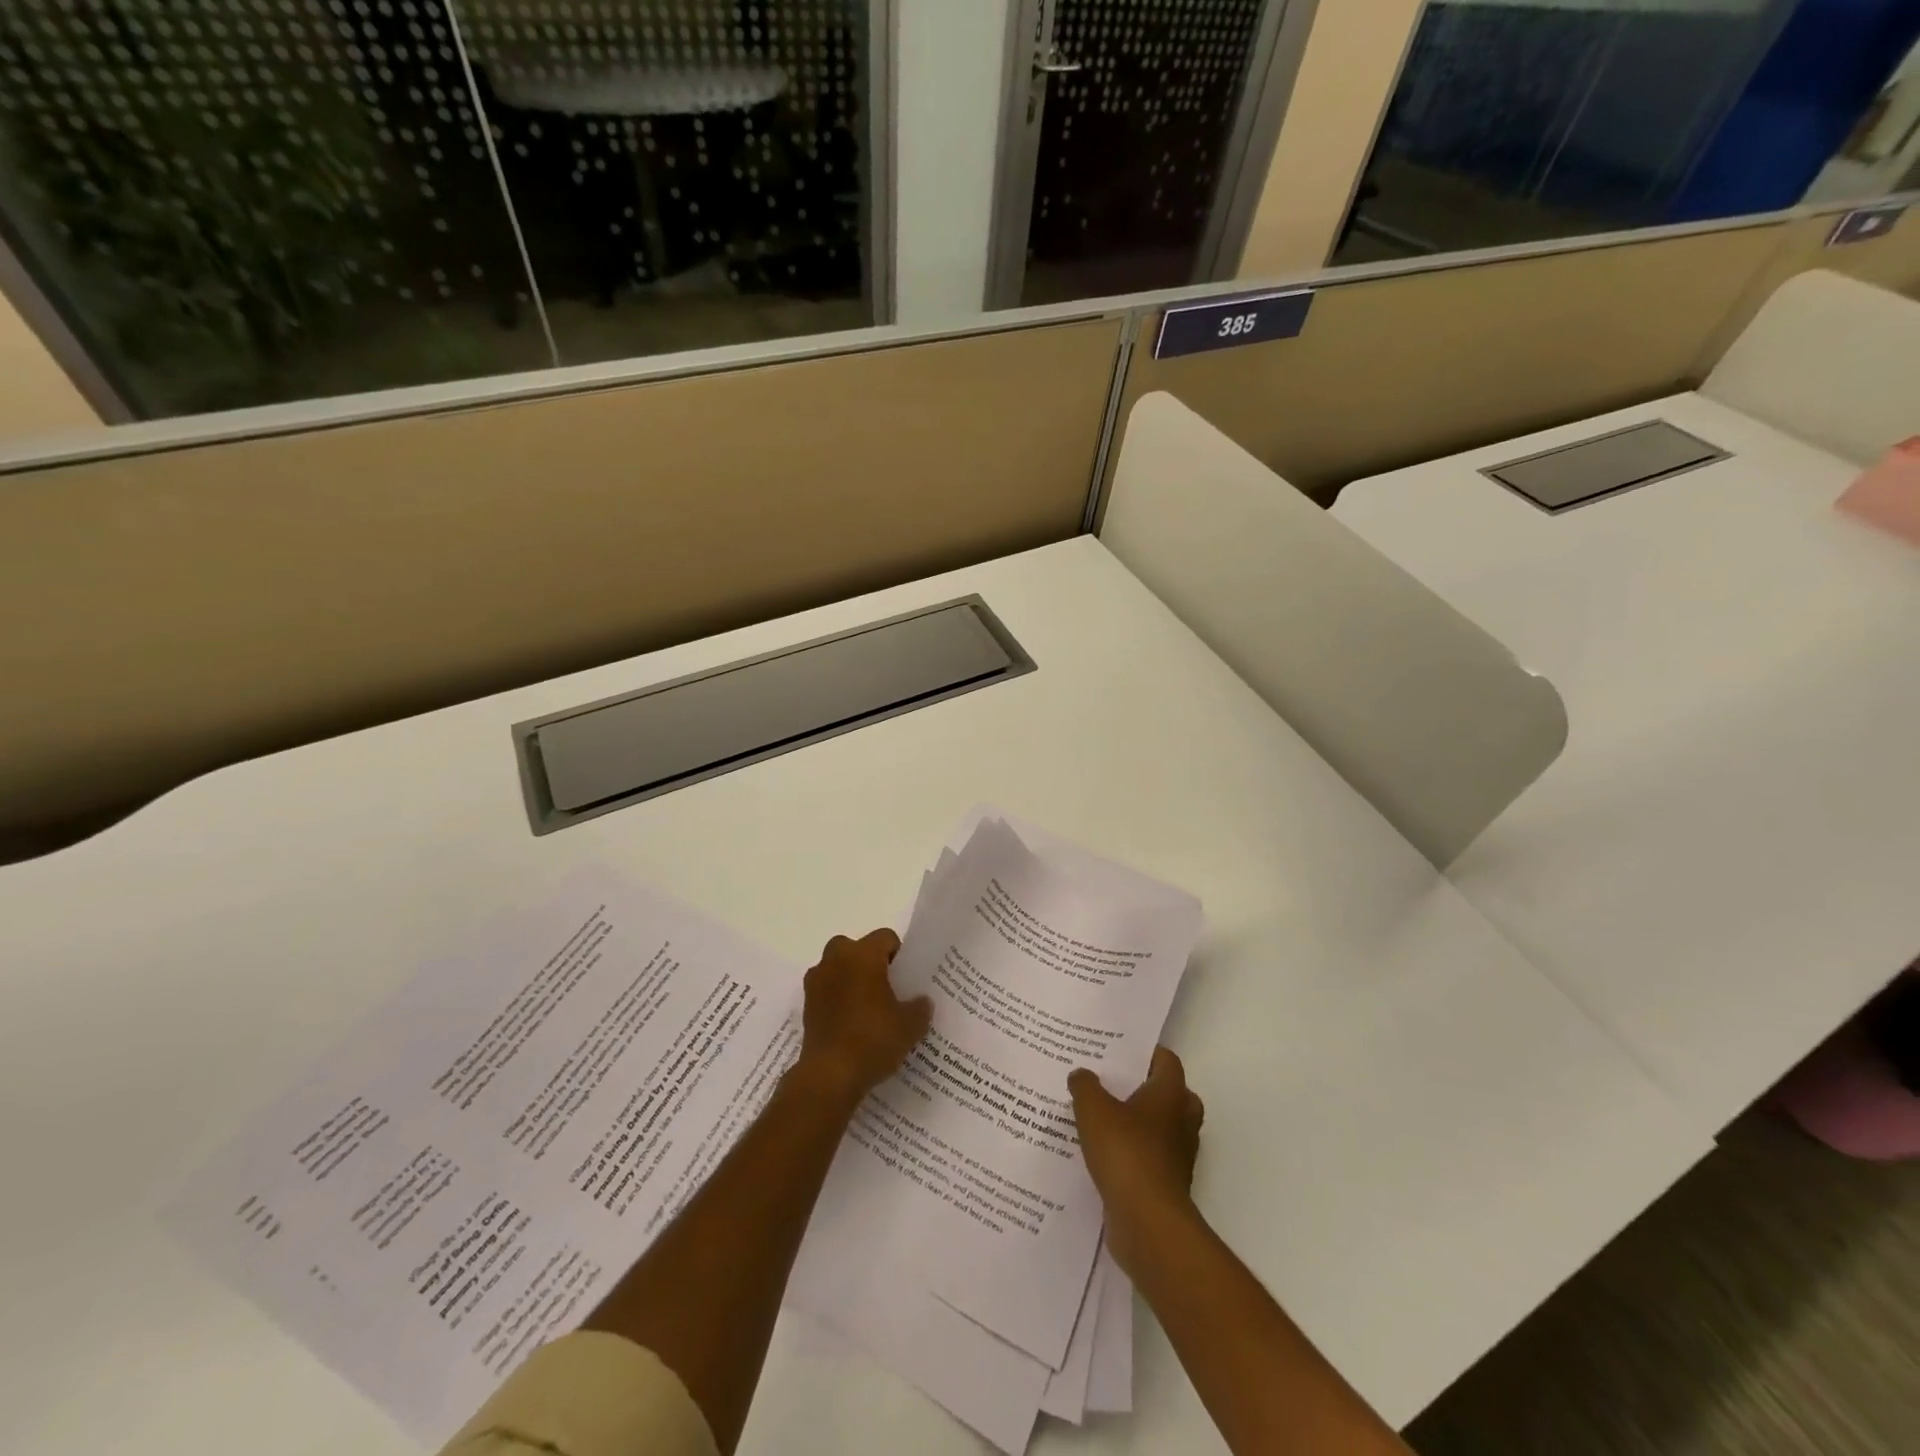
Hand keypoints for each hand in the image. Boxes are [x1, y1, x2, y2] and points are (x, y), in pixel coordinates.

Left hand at [794, 929, 931, 1108]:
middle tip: (886, 989)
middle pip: (857, 948)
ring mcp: (816, 980)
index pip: (886, 937)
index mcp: (863, 954)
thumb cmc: (873, 1039)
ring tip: (868, 1008)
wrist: (829, 1075)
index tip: (906, 978)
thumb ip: (920, 1007)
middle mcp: (836, 958)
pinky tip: (851, 1023)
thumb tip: (922, 1001)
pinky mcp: (806, 1004)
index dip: (899, 954)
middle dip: (870, 963)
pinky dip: (837, 998)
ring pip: (838, 967)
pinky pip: (827, 989)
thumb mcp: (910, 1026)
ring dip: (851, 979)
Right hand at [1069, 1046, 1204, 1268]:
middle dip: (1146, 1088)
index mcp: (1171, 1094)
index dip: (1145, 1052)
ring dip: (1140, 1123)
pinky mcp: (1167, 1183)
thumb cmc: (1125, 1152)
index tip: (1119, 1050)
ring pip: (1162, 1127)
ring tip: (1103, 1116)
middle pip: (1171, 1094)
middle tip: (1114, 1083)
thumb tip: (1082, 1074)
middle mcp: (1182, 1120)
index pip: (1166, 1060)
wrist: (1147, 1222)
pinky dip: (1134, 1152)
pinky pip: (1152, 1157)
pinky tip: (1104, 1152)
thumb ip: (1085, 1086)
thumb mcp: (1093, 1109)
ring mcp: (1178, 1155)